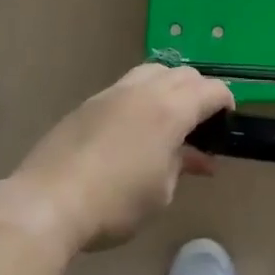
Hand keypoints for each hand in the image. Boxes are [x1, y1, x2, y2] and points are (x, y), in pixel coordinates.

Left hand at [9, 64, 234, 250]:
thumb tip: (196, 158)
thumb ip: (181, 165)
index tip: (226, 122)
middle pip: (183, 74)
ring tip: (168, 120)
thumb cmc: (115, 203)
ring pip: (153, 71)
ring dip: (169, 87)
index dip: (225, 102)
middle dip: (199, 92)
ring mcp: (113, 93)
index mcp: (171, 110)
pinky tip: (135, 128)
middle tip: (200, 124)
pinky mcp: (89, 103)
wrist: (48, 201)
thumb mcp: (160, 192)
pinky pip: (127, 87)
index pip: (211, 90)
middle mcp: (145, 91)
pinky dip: (142, 97)